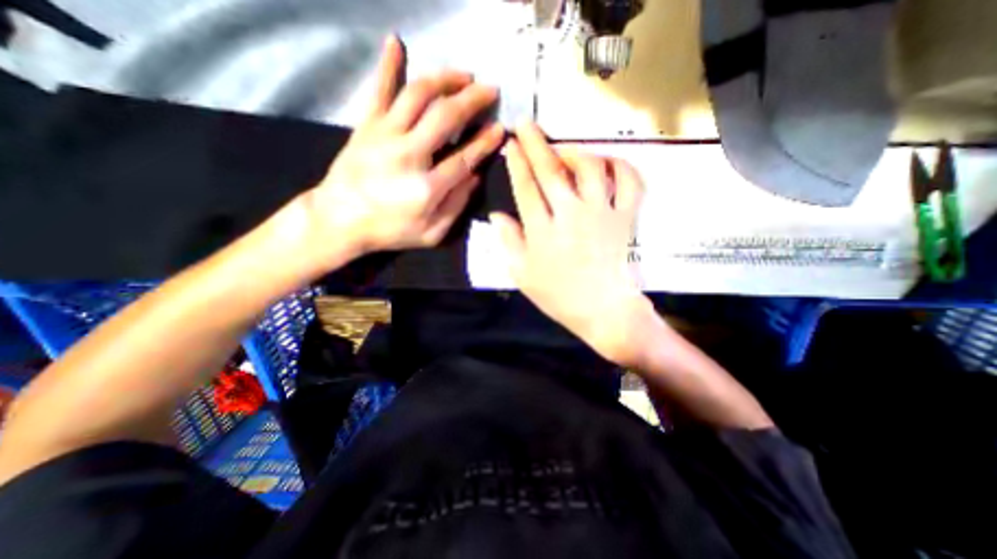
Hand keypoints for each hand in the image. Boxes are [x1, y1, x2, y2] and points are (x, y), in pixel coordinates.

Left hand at [294, 35, 501, 266]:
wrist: (339, 220)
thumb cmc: (389, 231)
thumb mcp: (431, 234)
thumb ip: (456, 207)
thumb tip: (474, 177)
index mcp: (427, 188)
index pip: (464, 158)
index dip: (485, 143)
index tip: (499, 129)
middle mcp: (408, 155)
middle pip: (445, 117)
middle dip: (472, 100)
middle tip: (489, 90)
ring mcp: (384, 136)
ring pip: (418, 96)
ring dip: (444, 80)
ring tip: (463, 75)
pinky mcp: (366, 126)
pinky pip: (379, 90)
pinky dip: (387, 65)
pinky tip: (396, 42)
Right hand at [493, 123, 654, 365]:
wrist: (602, 309)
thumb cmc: (558, 295)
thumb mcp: (522, 275)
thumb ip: (507, 242)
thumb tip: (497, 214)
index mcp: (543, 231)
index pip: (526, 188)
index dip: (516, 163)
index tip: (510, 144)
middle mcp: (571, 215)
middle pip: (552, 171)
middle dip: (536, 143)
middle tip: (526, 124)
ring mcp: (601, 214)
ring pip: (591, 168)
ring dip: (575, 151)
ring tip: (563, 148)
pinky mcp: (625, 217)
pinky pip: (629, 183)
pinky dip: (622, 166)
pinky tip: (608, 162)